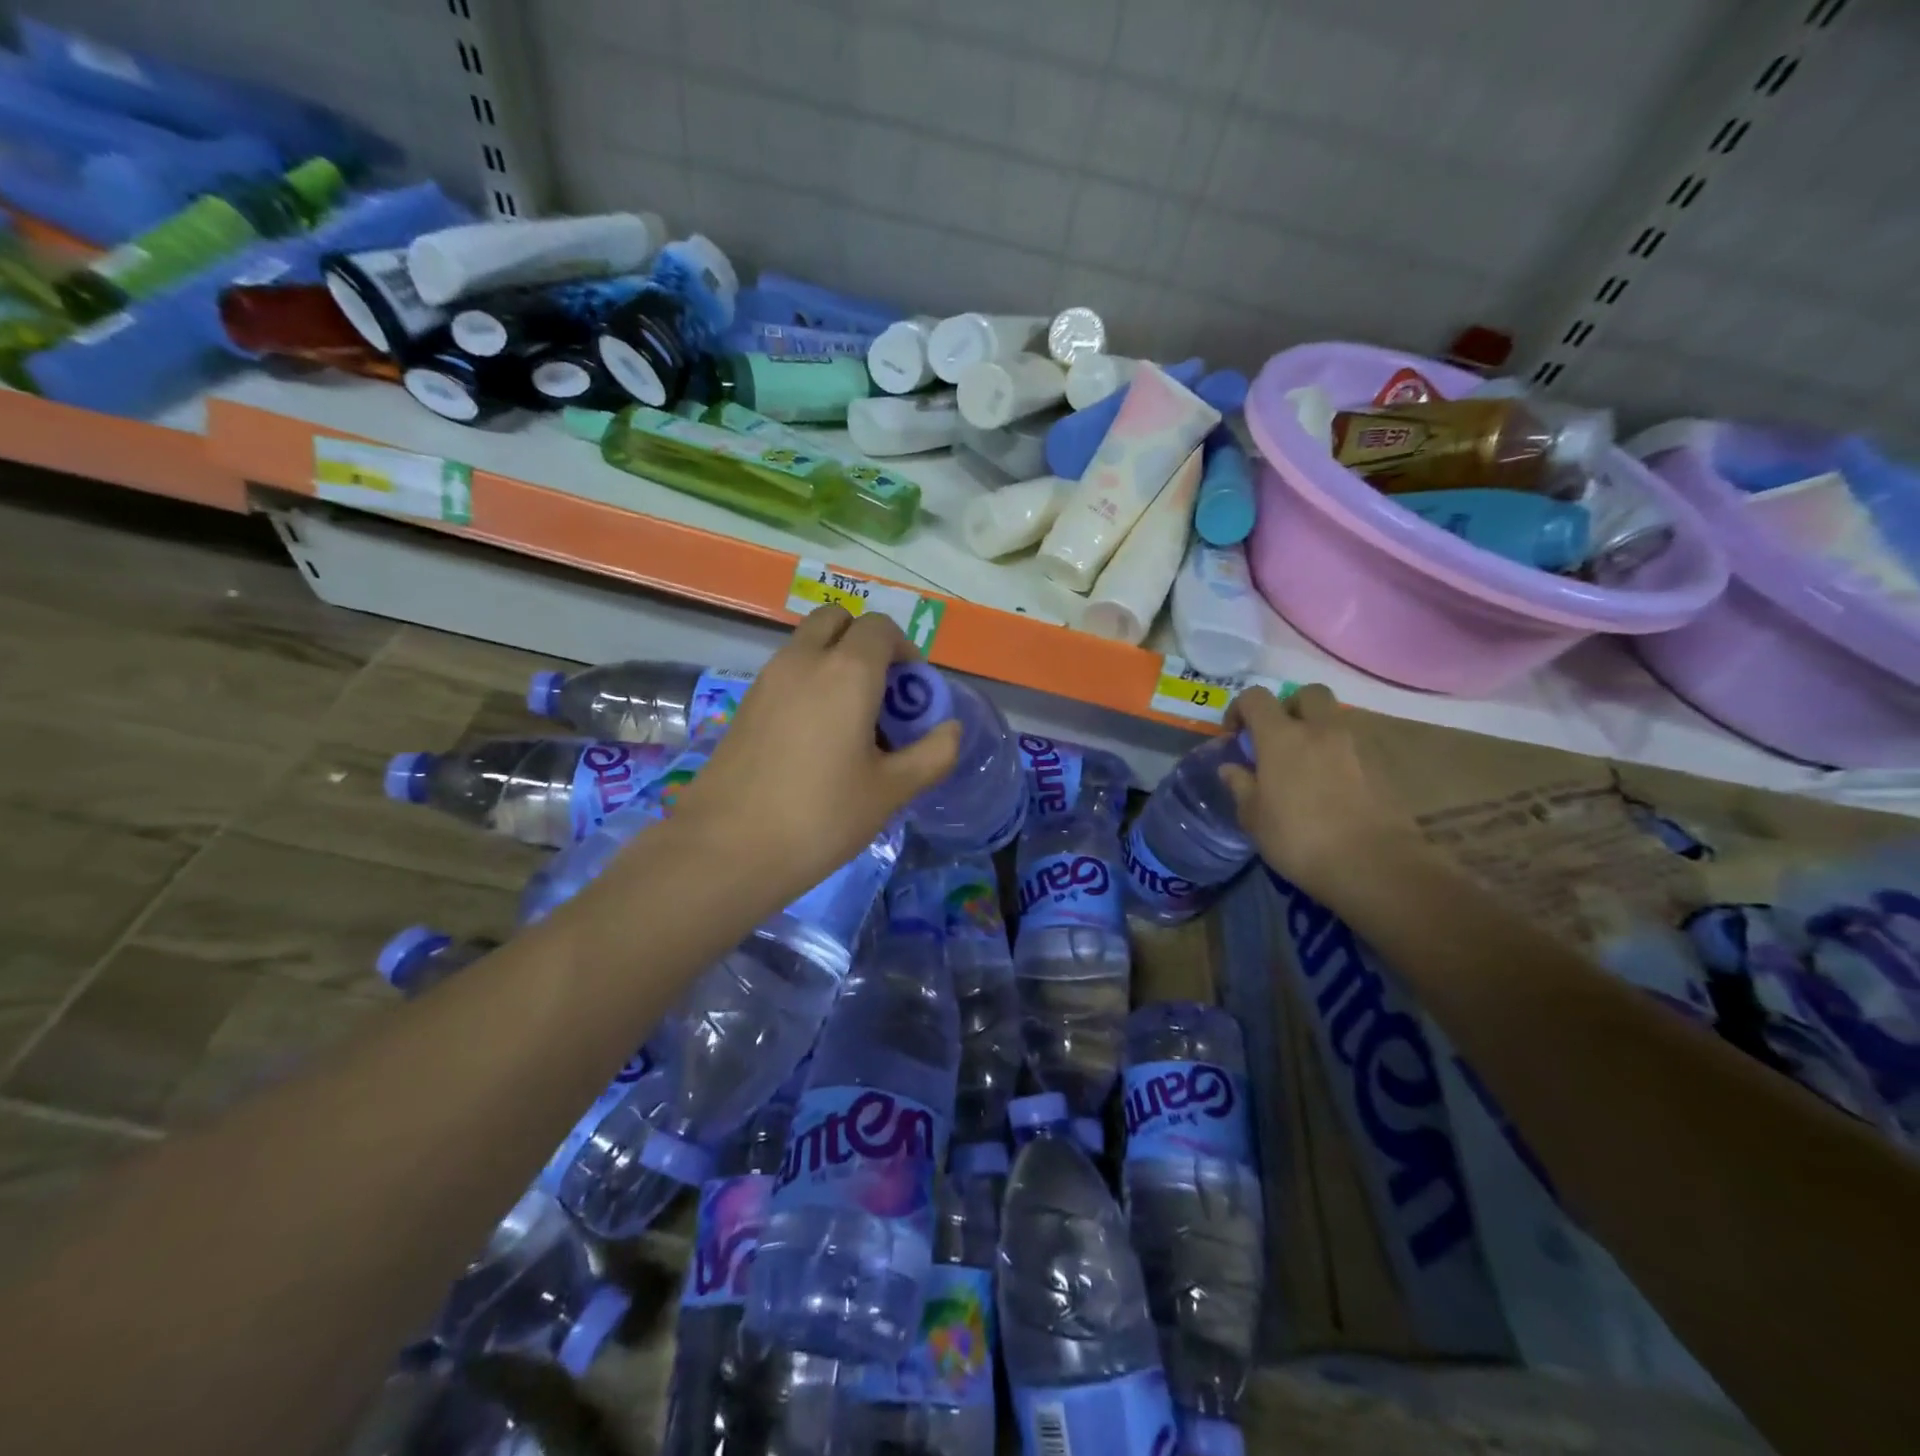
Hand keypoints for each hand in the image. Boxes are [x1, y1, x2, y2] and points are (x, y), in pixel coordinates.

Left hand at [669, 607, 960, 901]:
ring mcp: (768, 679)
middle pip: (837, 620)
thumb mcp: (891, 791)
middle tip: (880, 693)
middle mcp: (804, 660)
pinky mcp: (745, 703)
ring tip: (851, 720)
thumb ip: (932, 754)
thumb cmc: (820, 816)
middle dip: (865, 642)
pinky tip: (816, 738)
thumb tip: (950, 730)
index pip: (881, 628)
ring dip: (835, 661)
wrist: (726, 848)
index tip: (913, 694)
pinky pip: (787, 672)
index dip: (905, 651)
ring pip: (808, 644)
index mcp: (847, 671)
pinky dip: (809, 682)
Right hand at [1220, 683, 1423, 900]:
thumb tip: (1231, 768)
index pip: (1256, 698)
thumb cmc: (1299, 840)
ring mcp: (1355, 746)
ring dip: (1316, 732)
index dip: (1240, 709)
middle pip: (1307, 694)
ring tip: (1304, 768)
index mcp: (1282, 737)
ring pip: (1334, 720)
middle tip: (1278, 739)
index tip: (1235, 737)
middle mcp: (1320, 730)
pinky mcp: (1381, 767)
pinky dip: (1339, 757)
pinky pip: (1353, 748)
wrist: (1374, 866)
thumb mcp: (1254, 819)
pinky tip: (1330, 790)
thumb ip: (1241, 787)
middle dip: (1289, 707)